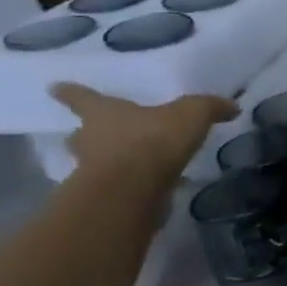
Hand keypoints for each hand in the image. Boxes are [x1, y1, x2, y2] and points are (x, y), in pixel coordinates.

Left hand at [50, 83, 236, 183]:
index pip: (82, 97)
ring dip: (108, 162)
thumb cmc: (153, 140)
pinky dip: (134, 185)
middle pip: (81, 134)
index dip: (71, 92)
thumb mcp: (191, 114)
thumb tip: (231, 106)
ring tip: (134, 164)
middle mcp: (90, 140)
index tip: (55, 88)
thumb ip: (210, 107)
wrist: (133, 190)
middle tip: (98, 134)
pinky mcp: (108, 197)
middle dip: (88, 134)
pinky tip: (156, 187)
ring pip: (96, 162)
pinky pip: (120, 186)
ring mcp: (93, 171)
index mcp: (103, 113)